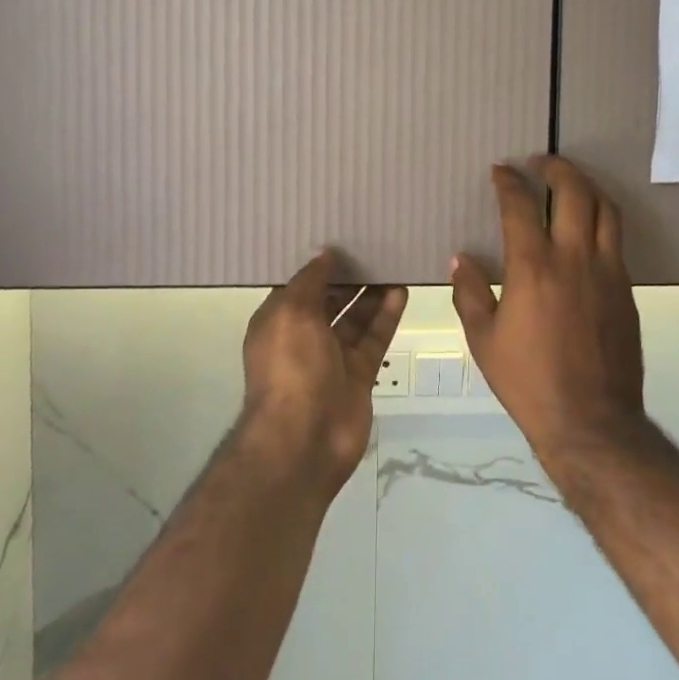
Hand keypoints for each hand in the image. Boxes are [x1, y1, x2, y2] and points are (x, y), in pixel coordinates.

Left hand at [240, 252, 406, 494]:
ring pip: (355, 318)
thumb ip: (310, 281)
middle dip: (348, 278)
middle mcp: (303, 338)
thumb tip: (325, 255)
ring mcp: (332, 358)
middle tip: (374, 247)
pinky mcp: (359, 375)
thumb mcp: (291, 312)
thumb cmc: (290, 367)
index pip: (298, 287)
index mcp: (278, 322)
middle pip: (329, 301)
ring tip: (392, 263)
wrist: (305, 439)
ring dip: (371, 294)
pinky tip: (401, 290)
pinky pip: (373, 338)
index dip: (318, 266)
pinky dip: (386, 315)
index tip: (341, 240)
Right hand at [451, 157, 648, 465]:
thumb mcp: (484, 340)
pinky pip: (616, 240)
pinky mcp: (626, 289)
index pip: (520, 206)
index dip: (509, 182)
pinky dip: (602, 220)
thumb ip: (470, 293)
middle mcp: (574, 258)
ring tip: (571, 184)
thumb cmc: (528, 381)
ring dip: (587, 187)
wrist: (591, 421)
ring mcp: (607, 272)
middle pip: (575, 192)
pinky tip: (588, 229)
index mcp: (533, 267)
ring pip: (606, 209)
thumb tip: (461, 260)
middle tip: (541, 162)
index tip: (501, 170)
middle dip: (557, 168)